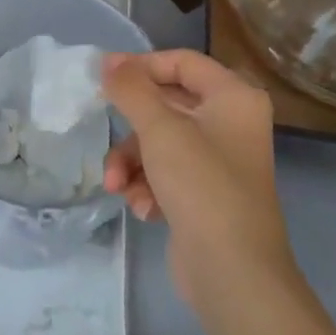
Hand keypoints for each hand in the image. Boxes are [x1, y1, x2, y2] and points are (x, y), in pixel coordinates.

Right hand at [102, 50, 293, 306]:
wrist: (233, 272)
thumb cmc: (201, 186)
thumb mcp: (160, 129)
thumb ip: (131, 89)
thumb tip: (108, 61)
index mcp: (234, 98)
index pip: (181, 61)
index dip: (140, 65)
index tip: (102, 76)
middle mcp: (231, 123)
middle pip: (166, 104)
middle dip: (131, 128)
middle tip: (102, 128)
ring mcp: (218, 161)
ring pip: (159, 142)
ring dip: (132, 162)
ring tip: (117, 185)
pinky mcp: (205, 193)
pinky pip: (166, 172)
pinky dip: (148, 185)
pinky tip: (143, 208)